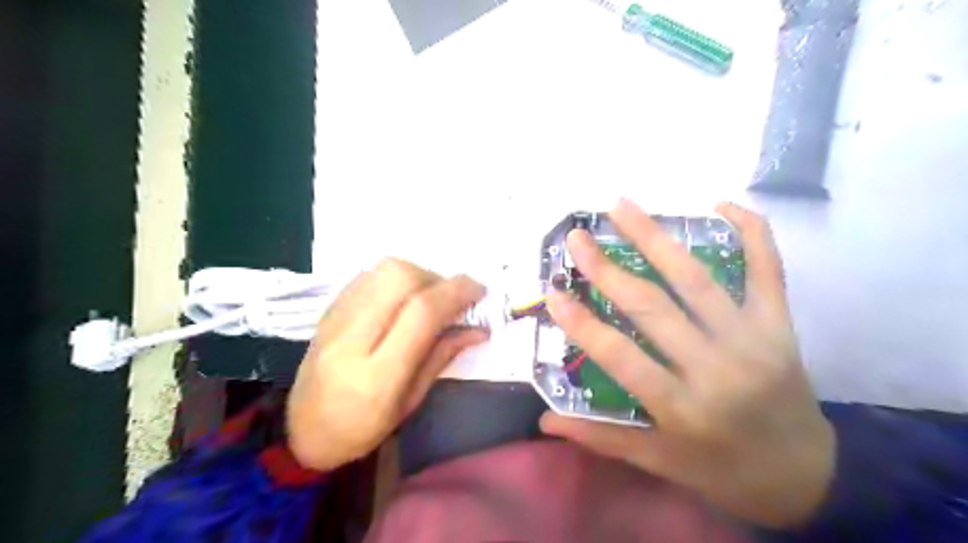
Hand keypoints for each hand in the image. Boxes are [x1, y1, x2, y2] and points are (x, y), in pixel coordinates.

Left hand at [284, 259, 484, 471]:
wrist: (303, 431)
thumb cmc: (363, 429)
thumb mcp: (411, 401)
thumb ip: (443, 356)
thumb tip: (479, 328)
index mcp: (377, 375)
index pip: (421, 313)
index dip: (456, 293)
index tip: (479, 292)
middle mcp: (351, 339)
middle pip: (400, 278)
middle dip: (436, 279)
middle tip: (450, 299)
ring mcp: (334, 320)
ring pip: (383, 269)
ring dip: (417, 274)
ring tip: (428, 297)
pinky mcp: (327, 309)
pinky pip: (368, 275)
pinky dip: (395, 278)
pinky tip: (402, 298)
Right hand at [541, 200, 836, 530]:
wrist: (809, 476)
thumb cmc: (723, 470)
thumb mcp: (660, 461)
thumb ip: (602, 437)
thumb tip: (545, 420)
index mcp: (682, 407)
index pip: (620, 357)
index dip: (582, 323)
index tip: (553, 292)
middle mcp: (716, 367)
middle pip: (654, 308)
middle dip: (608, 270)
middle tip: (577, 238)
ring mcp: (752, 339)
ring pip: (697, 279)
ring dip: (656, 238)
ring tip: (623, 205)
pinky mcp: (781, 325)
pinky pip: (768, 270)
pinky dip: (752, 232)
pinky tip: (722, 204)